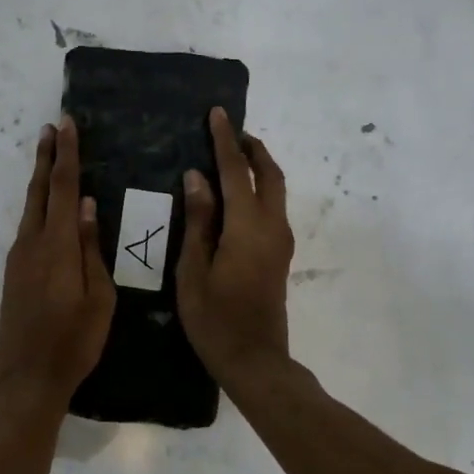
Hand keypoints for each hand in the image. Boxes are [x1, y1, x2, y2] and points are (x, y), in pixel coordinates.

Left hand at [0, 116, 115, 401]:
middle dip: (47, 157)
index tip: (67, 125)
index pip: (65, 188)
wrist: (26, 376)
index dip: (67, 155)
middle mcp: (33, 242)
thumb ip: (92, 249)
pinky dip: (38, 204)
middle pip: (40, 190)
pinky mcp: (13, 270)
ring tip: (49, 156)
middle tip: (52, 127)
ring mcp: (18, 256)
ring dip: (40, 178)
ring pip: (31, 206)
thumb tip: (89, 207)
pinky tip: (46, 206)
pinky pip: (28, 225)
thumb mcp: (99, 298)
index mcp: (58, 246)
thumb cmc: (74, 340)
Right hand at [177, 107, 294, 386]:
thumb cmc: (215, 319)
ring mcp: (280, 242)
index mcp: (247, 228)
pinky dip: (259, 189)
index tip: (217, 113)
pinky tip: (236, 195)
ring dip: (258, 168)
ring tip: (231, 157)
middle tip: (229, 132)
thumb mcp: (193, 270)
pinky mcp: (279, 255)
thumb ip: (198, 221)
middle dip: (252, 149)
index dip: (224, 141)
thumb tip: (197, 177)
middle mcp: (272, 227)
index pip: (234, 172)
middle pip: (269, 175)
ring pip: (276, 190)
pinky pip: (273, 208)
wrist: (255, 360)